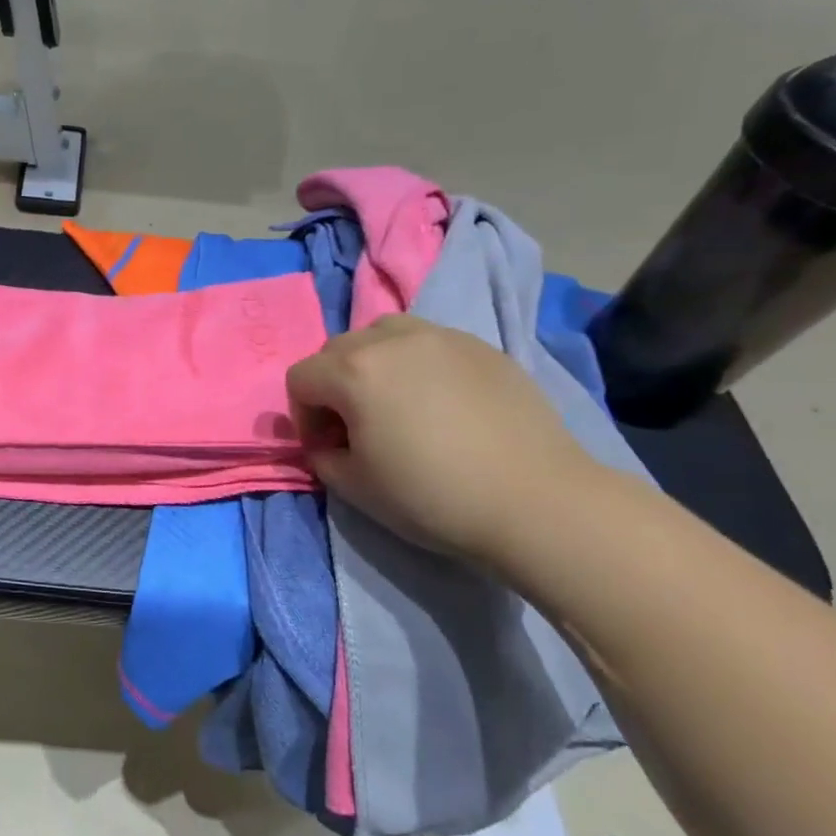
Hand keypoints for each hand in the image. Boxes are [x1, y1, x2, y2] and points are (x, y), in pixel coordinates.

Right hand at [286, 315, 592, 563]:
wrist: (535, 501)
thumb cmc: (431, 496)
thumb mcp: (354, 487)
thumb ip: (322, 456)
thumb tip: (327, 442)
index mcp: (354, 371)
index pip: (300, 377)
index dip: (303, 416)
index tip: (327, 448)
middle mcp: (393, 339)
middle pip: (337, 349)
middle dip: (334, 386)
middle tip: (357, 426)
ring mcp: (443, 337)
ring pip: (384, 333)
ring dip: (374, 364)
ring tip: (396, 403)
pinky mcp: (483, 347)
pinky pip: (430, 343)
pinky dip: (418, 364)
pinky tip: (443, 404)